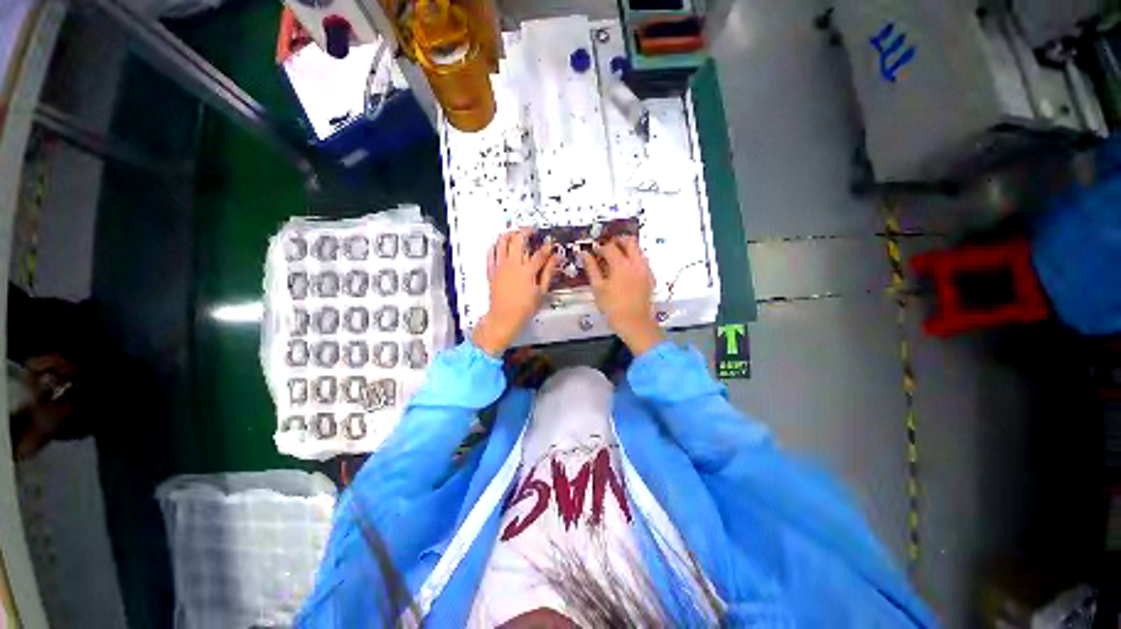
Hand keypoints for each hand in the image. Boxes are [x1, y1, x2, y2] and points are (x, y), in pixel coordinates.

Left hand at [472, 229, 558, 355]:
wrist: (504, 317)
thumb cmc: (523, 308)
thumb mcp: (541, 291)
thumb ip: (548, 272)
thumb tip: (555, 259)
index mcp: (527, 271)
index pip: (539, 253)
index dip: (547, 247)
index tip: (550, 244)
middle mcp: (512, 265)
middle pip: (518, 240)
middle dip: (527, 231)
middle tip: (532, 231)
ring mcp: (500, 266)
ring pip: (502, 241)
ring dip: (510, 233)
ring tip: (516, 232)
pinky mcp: (492, 270)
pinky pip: (491, 252)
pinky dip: (496, 245)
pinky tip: (500, 244)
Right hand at [582, 236, 664, 354]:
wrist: (634, 323)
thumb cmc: (612, 307)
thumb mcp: (598, 288)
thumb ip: (591, 268)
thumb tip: (585, 255)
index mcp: (621, 264)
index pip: (610, 247)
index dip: (600, 248)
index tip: (594, 252)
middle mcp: (636, 263)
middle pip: (629, 241)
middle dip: (617, 241)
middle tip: (607, 247)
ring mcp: (645, 269)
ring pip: (638, 249)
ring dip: (627, 248)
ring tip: (615, 258)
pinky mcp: (650, 277)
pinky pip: (642, 260)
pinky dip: (633, 258)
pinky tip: (625, 269)